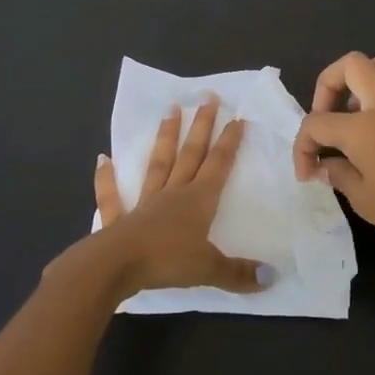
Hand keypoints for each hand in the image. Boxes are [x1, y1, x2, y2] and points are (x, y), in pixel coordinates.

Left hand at [58, 97, 271, 299]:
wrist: (116, 266)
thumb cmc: (167, 262)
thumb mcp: (209, 269)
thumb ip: (239, 273)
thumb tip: (272, 277)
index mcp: (198, 201)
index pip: (218, 165)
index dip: (229, 142)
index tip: (237, 118)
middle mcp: (173, 193)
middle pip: (190, 154)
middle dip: (201, 126)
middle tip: (207, 97)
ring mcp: (144, 203)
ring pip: (158, 164)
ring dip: (164, 138)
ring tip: (169, 110)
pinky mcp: (118, 219)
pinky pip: (112, 196)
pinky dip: (107, 178)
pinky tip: (102, 159)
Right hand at [292, 52, 374, 259]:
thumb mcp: (364, 200)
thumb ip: (338, 174)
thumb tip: (324, 165)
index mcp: (362, 127)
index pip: (317, 124)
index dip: (303, 147)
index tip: (307, 172)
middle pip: (350, 65)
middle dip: (328, 85)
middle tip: (327, 116)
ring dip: (367, 76)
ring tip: (360, 105)